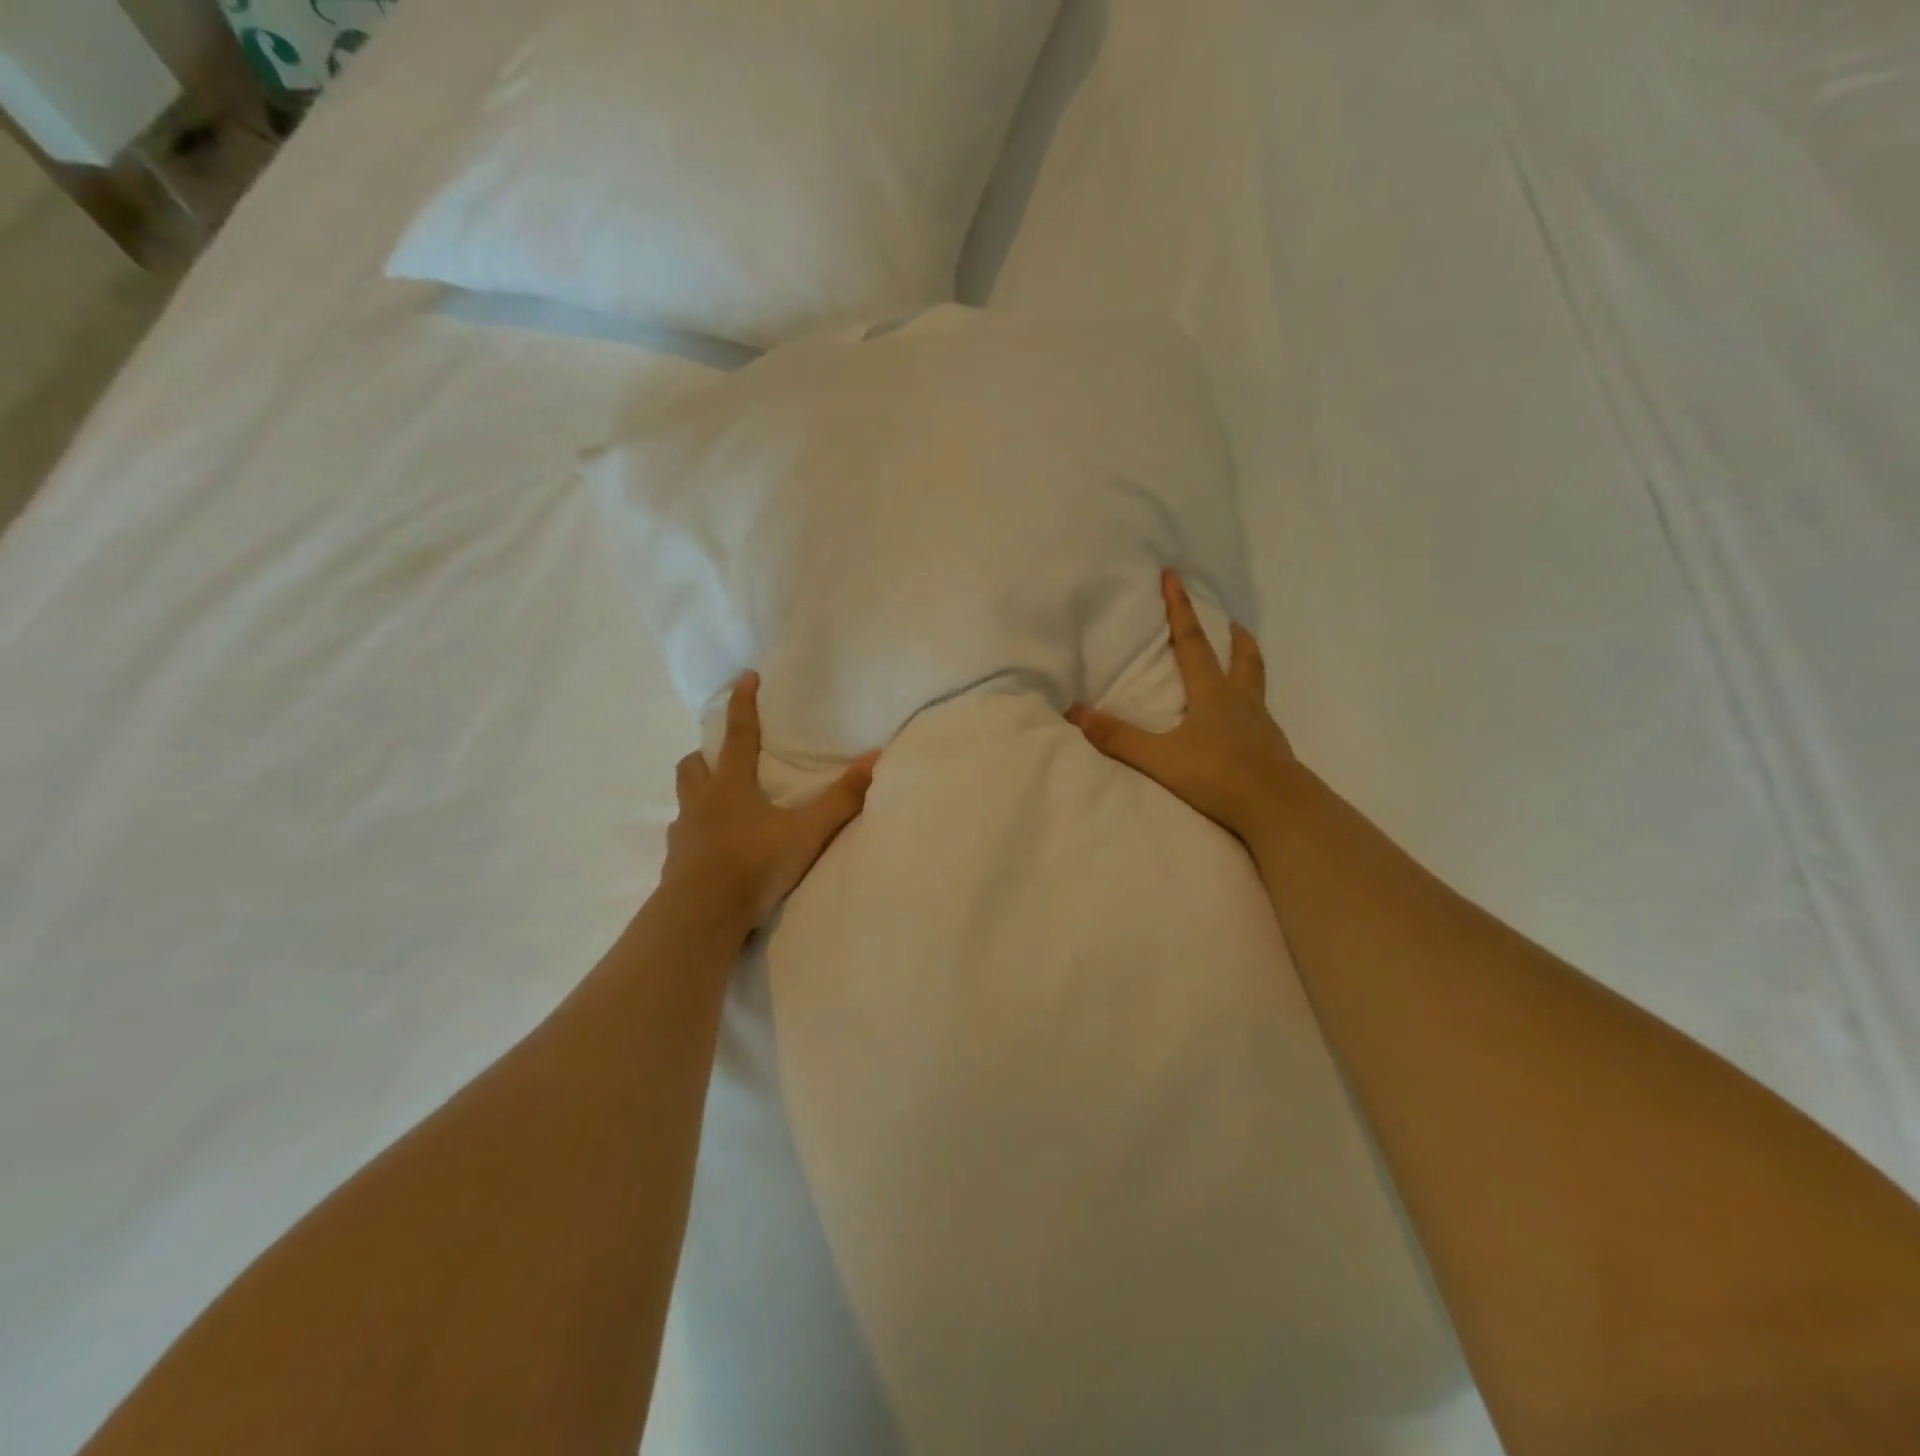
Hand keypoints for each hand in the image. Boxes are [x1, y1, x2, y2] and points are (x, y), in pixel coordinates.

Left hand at [659, 671, 878, 942]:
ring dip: (697, 792)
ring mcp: (684, 834)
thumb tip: (874, 758)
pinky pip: (682, 838)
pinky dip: (695, 834)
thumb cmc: (754, 864)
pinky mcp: (675, 864)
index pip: (738, 734)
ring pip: (683, 800)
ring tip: (718, 802)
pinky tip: (712, 848)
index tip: (745, 677)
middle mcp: (702, 803)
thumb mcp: (807, 831)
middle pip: (693, 765)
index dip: (742, 703)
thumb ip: (841, 799)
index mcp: (732, 787)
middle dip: (706, 753)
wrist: (701, 916)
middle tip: (724, 755)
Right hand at [1068, 571, 1296, 851]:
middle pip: (1242, 659)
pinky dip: (1253, 707)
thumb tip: (1074, 712)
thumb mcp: (1160, 758)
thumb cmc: (1218, 776)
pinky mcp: (1272, 750)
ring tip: (1243, 661)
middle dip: (1233, 638)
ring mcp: (1262, 726)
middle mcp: (1241, 702)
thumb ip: (1118, 737)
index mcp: (1213, 695)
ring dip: (1249, 666)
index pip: (1192, 643)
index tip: (1173, 576)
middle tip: (1232, 623)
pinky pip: (1262, 718)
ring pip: (1256, 686)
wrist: (1278, 809)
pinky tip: (1246, 723)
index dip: (1180, 609)